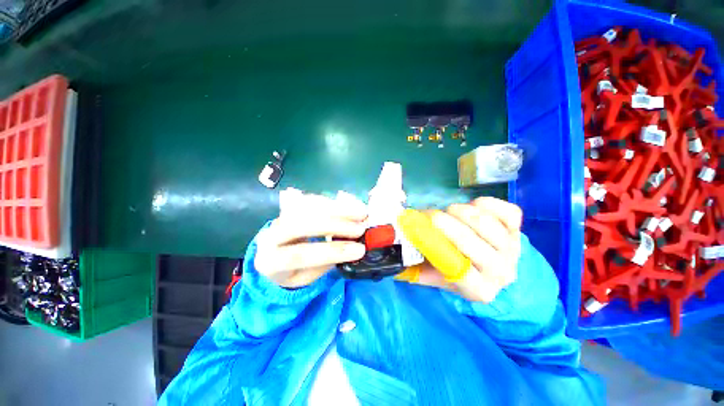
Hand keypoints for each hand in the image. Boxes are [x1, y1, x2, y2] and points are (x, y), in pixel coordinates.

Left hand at [254, 191, 367, 287]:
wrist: (270, 256)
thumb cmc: (288, 272)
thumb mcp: (303, 279)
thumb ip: (323, 264)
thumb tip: (351, 248)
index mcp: (270, 261)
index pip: (300, 255)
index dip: (332, 251)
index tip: (359, 250)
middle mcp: (270, 235)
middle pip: (302, 225)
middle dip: (335, 225)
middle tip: (361, 228)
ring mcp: (279, 217)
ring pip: (307, 208)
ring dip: (337, 209)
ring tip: (360, 213)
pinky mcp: (289, 207)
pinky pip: (310, 200)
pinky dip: (331, 202)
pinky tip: (347, 206)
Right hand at [399, 197, 522, 302]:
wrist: (494, 266)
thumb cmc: (459, 268)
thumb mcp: (437, 276)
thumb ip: (418, 267)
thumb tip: (396, 251)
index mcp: (478, 289)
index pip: (457, 269)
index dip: (436, 244)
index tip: (421, 229)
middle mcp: (500, 273)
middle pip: (470, 241)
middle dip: (444, 223)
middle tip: (430, 215)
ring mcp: (513, 250)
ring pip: (486, 223)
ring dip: (462, 211)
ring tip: (450, 210)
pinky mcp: (520, 231)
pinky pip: (508, 212)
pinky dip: (487, 203)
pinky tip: (474, 205)